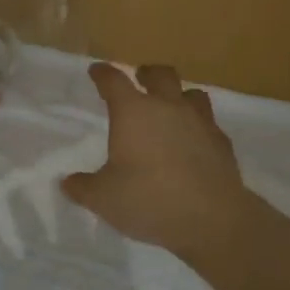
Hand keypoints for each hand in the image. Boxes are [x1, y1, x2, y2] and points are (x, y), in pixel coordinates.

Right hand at [61, 62, 257, 261]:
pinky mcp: (222, 142)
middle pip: (159, 75)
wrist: (211, 218)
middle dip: (147, 73)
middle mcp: (167, 107)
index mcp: (133, 112)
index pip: (113, 81)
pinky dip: (199, 126)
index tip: (96, 71)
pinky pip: (209, 123)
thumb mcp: (103, 199)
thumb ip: (83, 188)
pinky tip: (194, 141)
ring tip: (172, 106)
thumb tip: (67, 183)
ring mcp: (199, 122)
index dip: (103, 74)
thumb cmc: (149, 200)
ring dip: (179, 95)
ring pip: (192, 93)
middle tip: (140, 78)